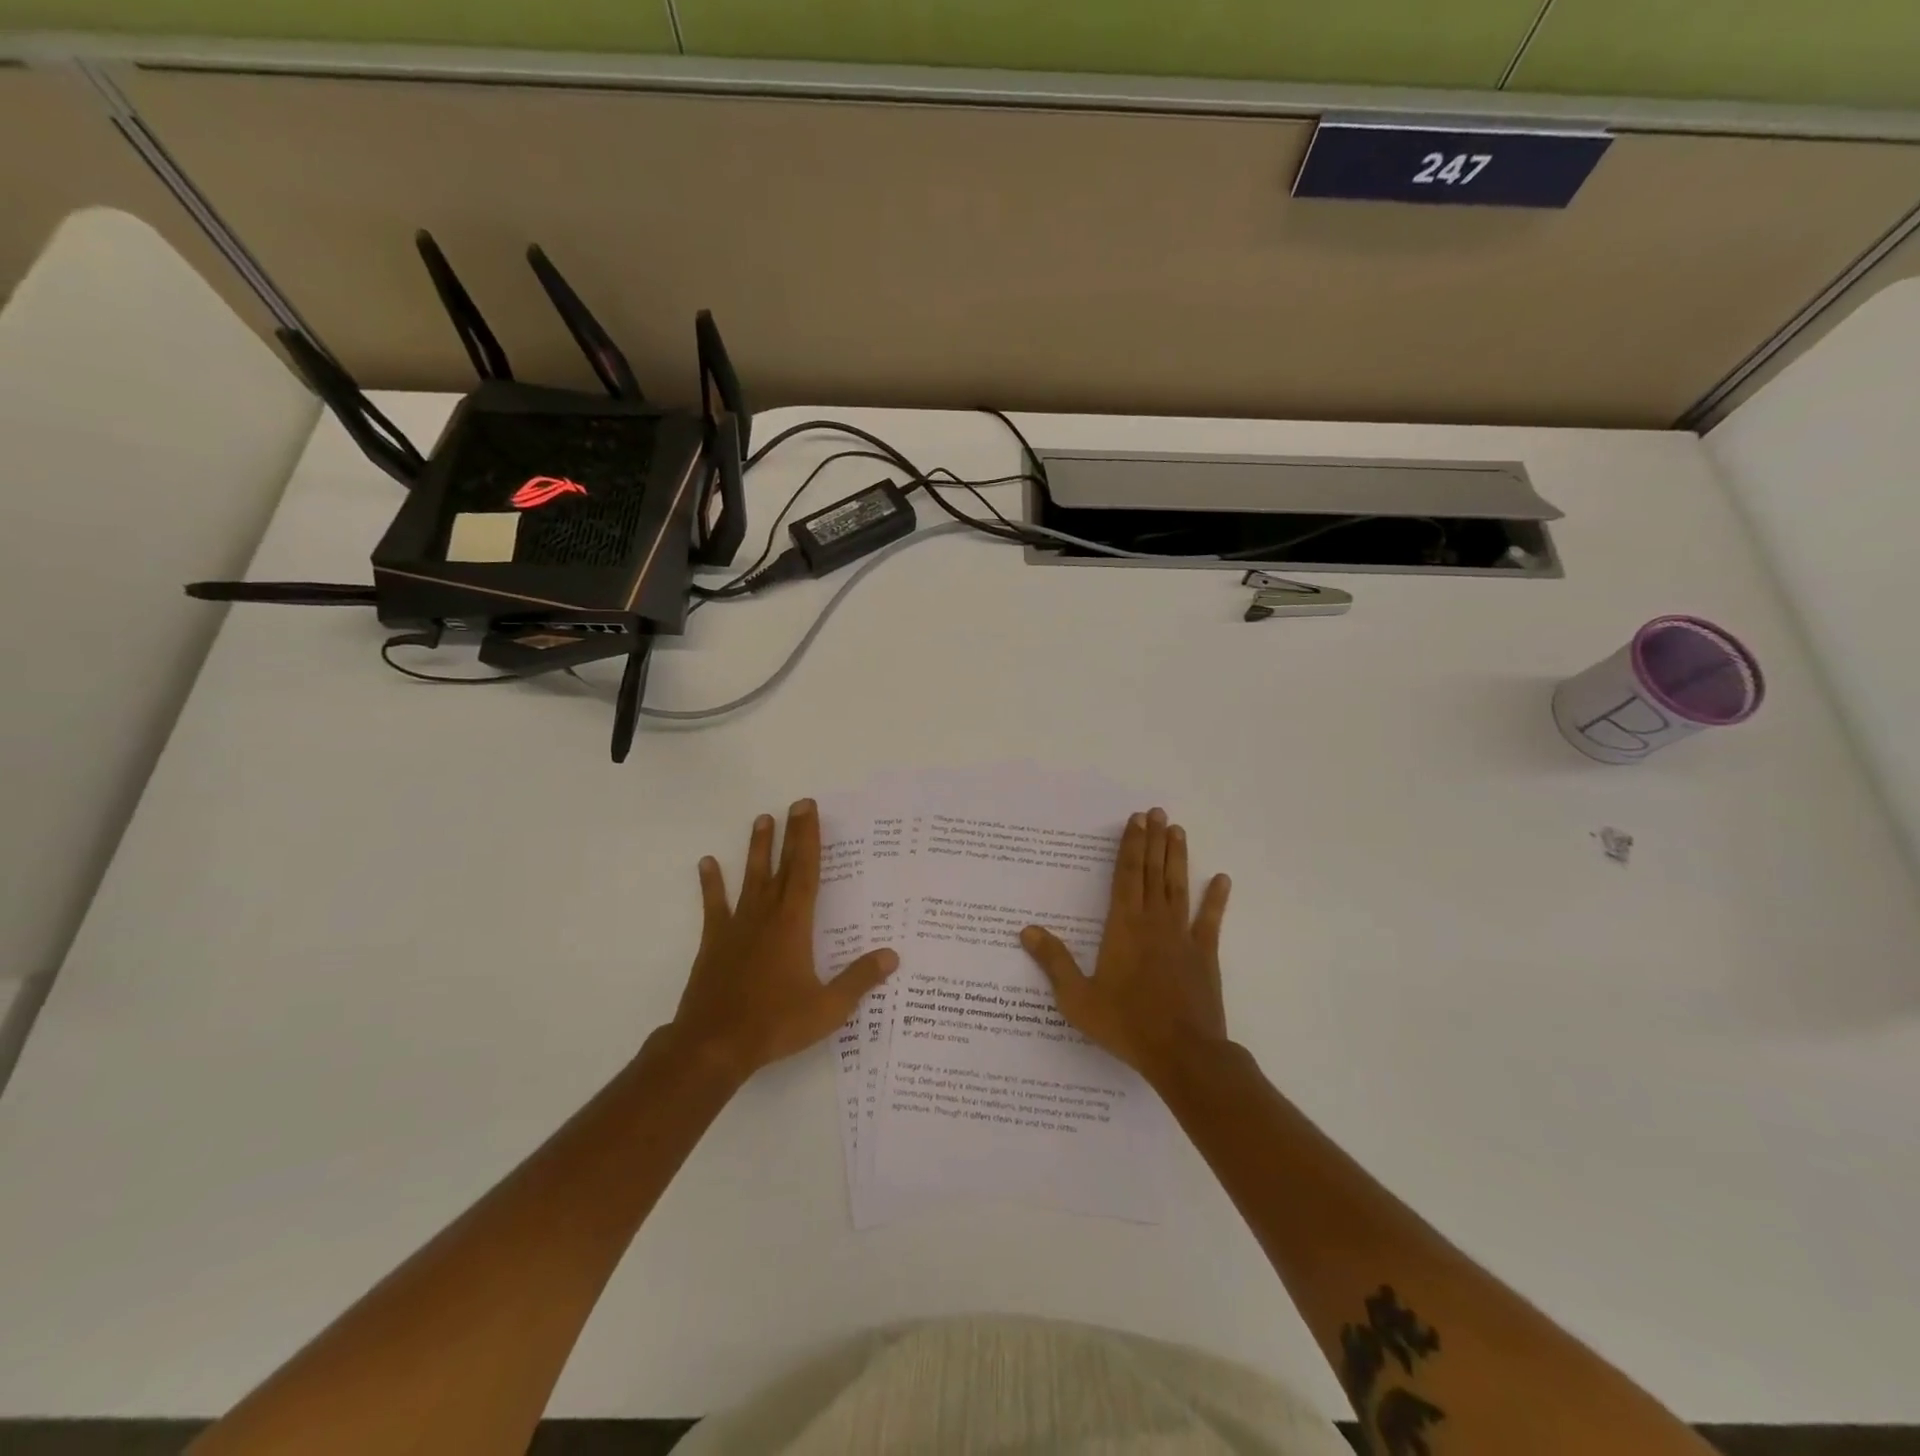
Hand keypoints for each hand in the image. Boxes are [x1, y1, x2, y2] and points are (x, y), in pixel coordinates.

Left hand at [664, 799, 897, 1082]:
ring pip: (750, 878)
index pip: (806, 872)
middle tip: (796, 803)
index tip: (809, 810)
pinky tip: (707, 863)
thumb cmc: (775, 1024)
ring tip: (761, 819)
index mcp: (794, 925)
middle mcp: (766, 916)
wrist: (714, 1045)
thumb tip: (892, 955)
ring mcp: (737, 927)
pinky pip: (714, 905)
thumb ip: (860, 979)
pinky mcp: (715, 942)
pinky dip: (711, 884)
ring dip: (757, 849)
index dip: (809, 839)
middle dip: (791, 834)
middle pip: (782, 867)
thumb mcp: (828, 1008)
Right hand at [1020, 807, 1230, 1083]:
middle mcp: (1153, 922)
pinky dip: (1215, 899)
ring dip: (1177, 858)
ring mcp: (1182, 937)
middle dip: (1153, 840)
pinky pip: (1210, 921)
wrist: (1182, 1054)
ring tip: (1177, 830)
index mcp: (1123, 927)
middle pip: (1152, 872)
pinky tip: (1221, 879)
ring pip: (1178, 887)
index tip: (1136, 820)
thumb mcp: (1078, 998)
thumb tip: (1026, 930)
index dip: (1130, 846)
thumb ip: (1054, 961)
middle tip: (1157, 812)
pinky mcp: (1204, 955)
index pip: (1125, 876)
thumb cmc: (1126, 1024)